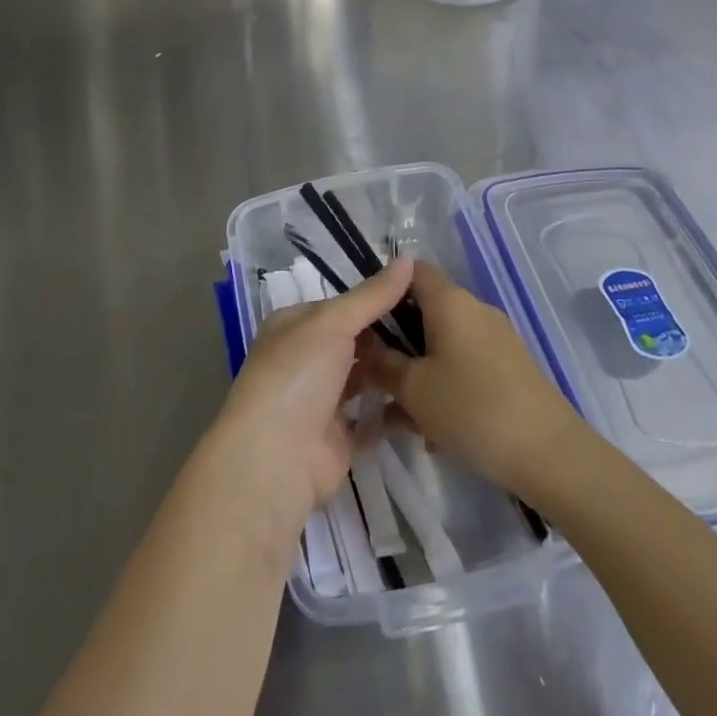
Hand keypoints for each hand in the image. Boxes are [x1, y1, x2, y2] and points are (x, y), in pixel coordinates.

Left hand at [204, 258, 415, 552]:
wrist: (276, 458)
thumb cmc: (298, 374)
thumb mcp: (333, 323)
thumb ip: (372, 296)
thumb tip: (408, 257)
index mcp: (295, 325)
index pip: (342, 306)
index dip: (377, 300)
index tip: (420, 296)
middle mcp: (306, 359)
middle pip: (355, 342)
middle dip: (390, 337)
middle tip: (438, 328)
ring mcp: (322, 401)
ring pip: (365, 379)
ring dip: (394, 372)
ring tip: (440, 359)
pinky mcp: (340, 438)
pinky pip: (374, 418)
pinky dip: (396, 410)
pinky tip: (430, 398)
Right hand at [359, 259, 586, 501]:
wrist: (551, 455)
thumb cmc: (472, 410)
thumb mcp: (413, 389)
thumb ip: (383, 364)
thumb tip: (365, 345)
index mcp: (450, 301)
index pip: (411, 270)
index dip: (384, 288)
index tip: (364, 322)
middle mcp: (474, 310)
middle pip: (425, 311)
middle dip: (398, 342)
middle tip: (375, 376)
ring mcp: (496, 339)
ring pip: (443, 344)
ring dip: (419, 371)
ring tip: (400, 416)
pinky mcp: (510, 368)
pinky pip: (465, 365)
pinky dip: (445, 386)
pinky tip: (433, 431)